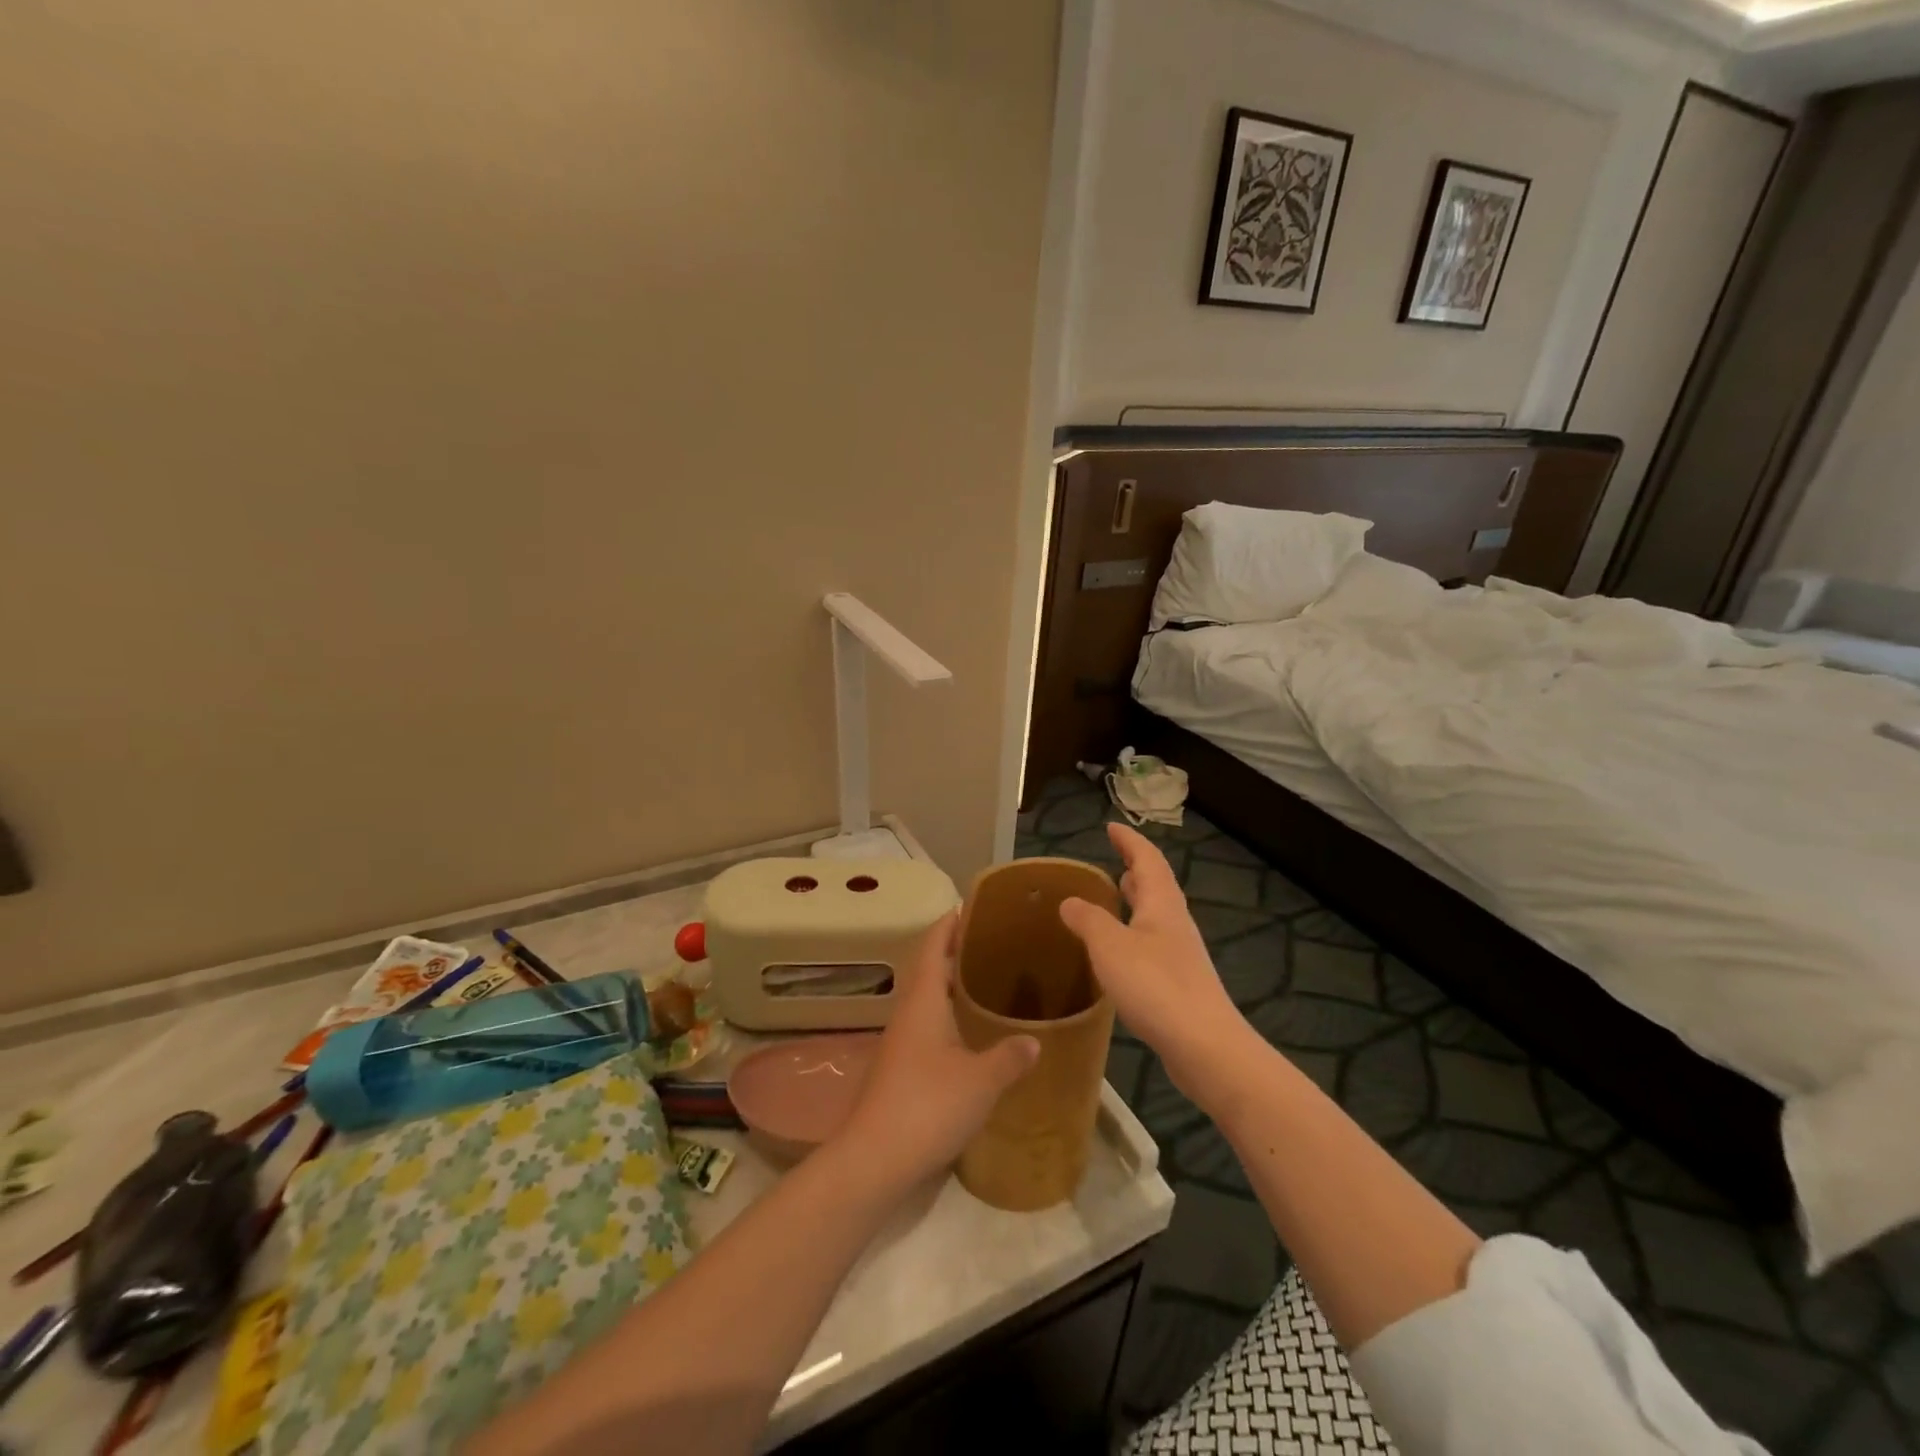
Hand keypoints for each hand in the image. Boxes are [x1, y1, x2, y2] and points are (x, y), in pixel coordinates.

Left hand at [836, 913, 1038, 1187]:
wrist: (874, 1159)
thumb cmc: (928, 1106)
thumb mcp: (981, 1081)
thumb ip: (1009, 1056)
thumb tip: (1035, 1040)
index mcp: (923, 1001)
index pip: (934, 945)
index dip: (951, 923)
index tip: (974, 907)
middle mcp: (908, 1012)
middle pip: (928, 967)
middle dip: (955, 949)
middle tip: (993, 942)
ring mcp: (900, 1040)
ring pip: (927, 997)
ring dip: (951, 982)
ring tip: (987, 980)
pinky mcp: (900, 1066)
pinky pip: (926, 1023)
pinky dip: (948, 1013)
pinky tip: (969, 1030)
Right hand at [1058, 823, 1244, 1087]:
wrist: (1205, 1047)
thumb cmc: (1156, 986)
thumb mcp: (1110, 947)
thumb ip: (1088, 920)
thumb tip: (1070, 900)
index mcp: (1161, 905)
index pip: (1147, 860)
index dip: (1129, 841)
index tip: (1111, 827)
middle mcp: (1175, 924)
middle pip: (1157, 886)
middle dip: (1136, 871)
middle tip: (1114, 862)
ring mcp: (1180, 955)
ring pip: (1156, 917)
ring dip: (1136, 903)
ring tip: (1114, 900)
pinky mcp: (1179, 984)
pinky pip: (1153, 946)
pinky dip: (1134, 935)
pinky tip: (1119, 954)